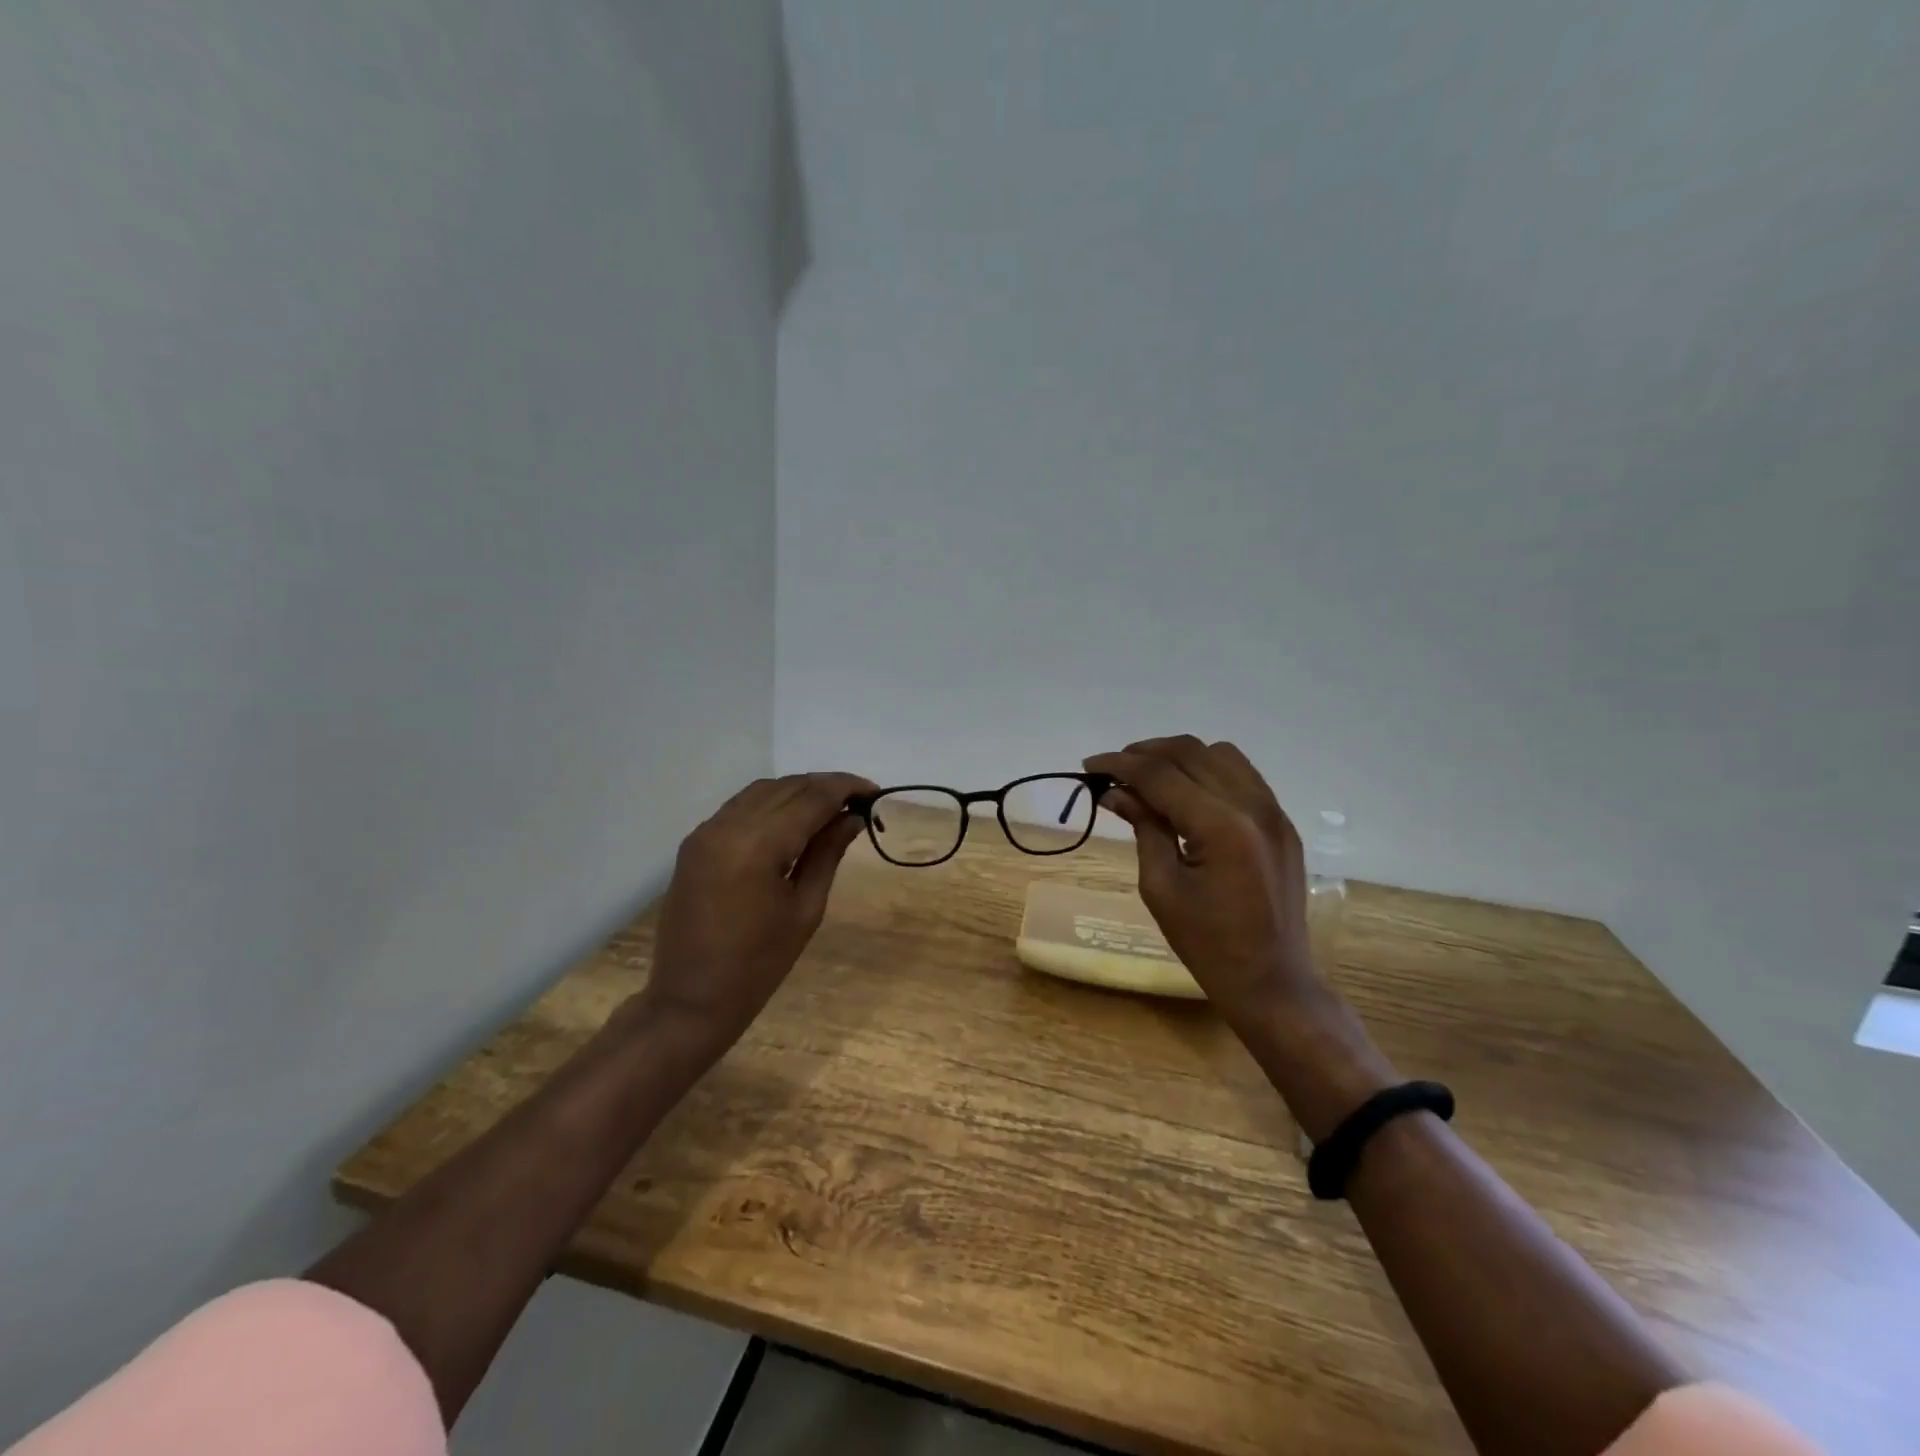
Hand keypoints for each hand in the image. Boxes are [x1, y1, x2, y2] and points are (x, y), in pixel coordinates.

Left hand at [637, 771, 877, 1056]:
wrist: (691, 999)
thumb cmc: (759, 964)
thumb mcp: (806, 909)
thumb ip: (828, 853)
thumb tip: (853, 817)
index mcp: (758, 844)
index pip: (812, 797)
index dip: (847, 788)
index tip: (876, 793)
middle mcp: (728, 825)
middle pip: (787, 787)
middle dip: (826, 788)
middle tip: (859, 803)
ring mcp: (706, 831)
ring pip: (762, 791)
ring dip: (798, 792)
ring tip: (830, 810)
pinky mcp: (695, 842)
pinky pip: (740, 807)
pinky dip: (771, 804)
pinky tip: (792, 821)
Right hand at [1084, 737, 1316, 1029]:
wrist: (1272, 981)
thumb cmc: (1207, 945)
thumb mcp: (1161, 888)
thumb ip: (1143, 828)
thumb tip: (1115, 792)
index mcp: (1221, 828)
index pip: (1161, 775)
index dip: (1120, 765)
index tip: (1089, 766)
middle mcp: (1253, 807)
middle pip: (1191, 753)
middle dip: (1145, 754)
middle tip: (1113, 770)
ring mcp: (1274, 812)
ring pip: (1220, 754)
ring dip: (1179, 757)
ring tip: (1148, 776)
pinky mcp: (1282, 822)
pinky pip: (1242, 774)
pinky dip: (1208, 770)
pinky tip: (1186, 791)